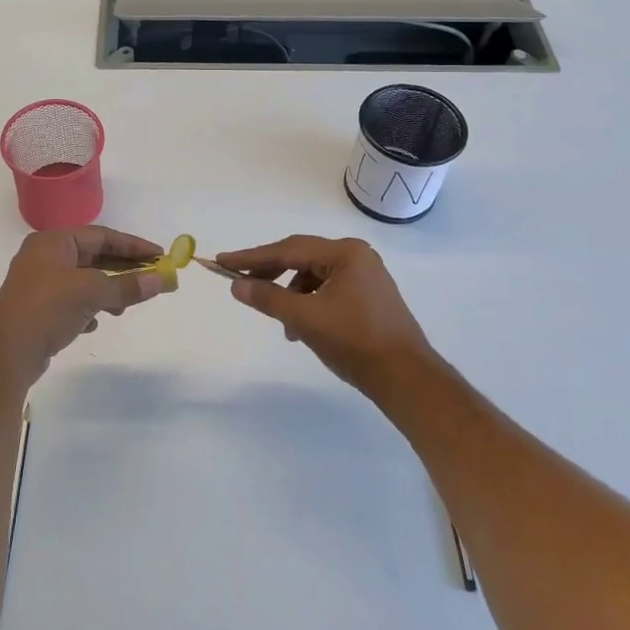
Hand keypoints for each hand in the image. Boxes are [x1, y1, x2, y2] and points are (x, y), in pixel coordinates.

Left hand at [0, 227, 172, 388]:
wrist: (6, 352)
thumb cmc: (48, 308)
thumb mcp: (91, 292)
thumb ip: (126, 285)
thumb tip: (160, 280)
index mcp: (53, 242)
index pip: (101, 236)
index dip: (132, 245)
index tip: (159, 255)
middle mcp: (44, 257)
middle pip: (92, 257)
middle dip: (122, 269)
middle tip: (151, 278)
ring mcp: (39, 284)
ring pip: (83, 281)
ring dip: (107, 291)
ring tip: (124, 307)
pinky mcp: (38, 310)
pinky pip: (71, 302)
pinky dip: (88, 309)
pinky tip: (96, 323)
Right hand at [216, 235, 440, 401]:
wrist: (407, 380)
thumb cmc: (356, 343)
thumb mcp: (306, 318)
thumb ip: (268, 298)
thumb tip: (236, 285)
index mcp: (345, 253)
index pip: (288, 249)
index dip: (252, 257)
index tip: (223, 261)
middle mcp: (356, 256)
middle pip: (301, 258)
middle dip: (269, 272)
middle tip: (239, 282)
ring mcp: (365, 276)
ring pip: (313, 276)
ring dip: (289, 293)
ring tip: (278, 319)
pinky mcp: (368, 297)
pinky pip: (327, 290)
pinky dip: (308, 303)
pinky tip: (300, 327)